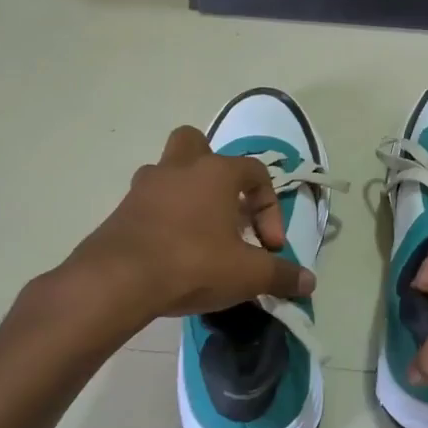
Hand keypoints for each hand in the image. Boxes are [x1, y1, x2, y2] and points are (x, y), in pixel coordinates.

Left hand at [68, 125, 315, 320]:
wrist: (117, 281)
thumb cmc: (193, 263)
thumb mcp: (248, 274)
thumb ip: (281, 274)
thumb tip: (309, 282)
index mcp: (215, 172)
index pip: (256, 172)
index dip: (270, 208)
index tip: (270, 247)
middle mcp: (179, 168)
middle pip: (197, 145)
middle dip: (216, 171)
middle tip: (226, 208)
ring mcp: (144, 186)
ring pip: (169, 173)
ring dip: (187, 194)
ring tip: (200, 233)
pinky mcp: (121, 210)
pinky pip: (150, 203)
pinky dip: (164, 218)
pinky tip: (173, 251)